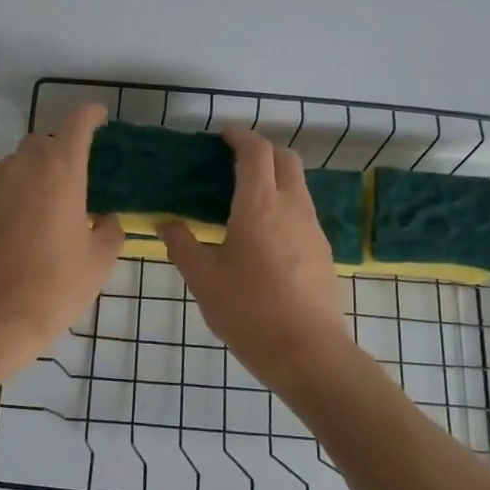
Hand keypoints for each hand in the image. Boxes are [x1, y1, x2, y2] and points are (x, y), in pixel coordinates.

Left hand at [0, 104, 125, 373]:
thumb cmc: (57, 286)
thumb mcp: (100, 260)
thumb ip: (110, 228)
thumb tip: (106, 217)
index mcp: (61, 171)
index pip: (76, 123)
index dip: (90, 115)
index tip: (99, 118)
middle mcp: (22, 168)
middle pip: (42, 141)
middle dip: (59, 149)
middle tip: (74, 178)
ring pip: (16, 164)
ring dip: (33, 173)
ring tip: (45, 204)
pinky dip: (11, 197)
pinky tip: (18, 228)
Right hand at [158, 128, 355, 388]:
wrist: (308, 353)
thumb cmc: (249, 312)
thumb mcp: (203, 280)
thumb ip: (182, 245)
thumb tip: (166, 222)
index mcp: (259, 207)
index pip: (255, 153)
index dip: (240, 137)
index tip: (222, 136)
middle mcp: (292, 208)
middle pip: (285, 159)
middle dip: (262, 150)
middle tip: (234, 161)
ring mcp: (313, 229)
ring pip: (298, 185)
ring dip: (275, 177)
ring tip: (246, 198)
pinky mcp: (322, 251)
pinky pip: (303, 211)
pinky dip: (284, 204)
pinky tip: (265, 234)